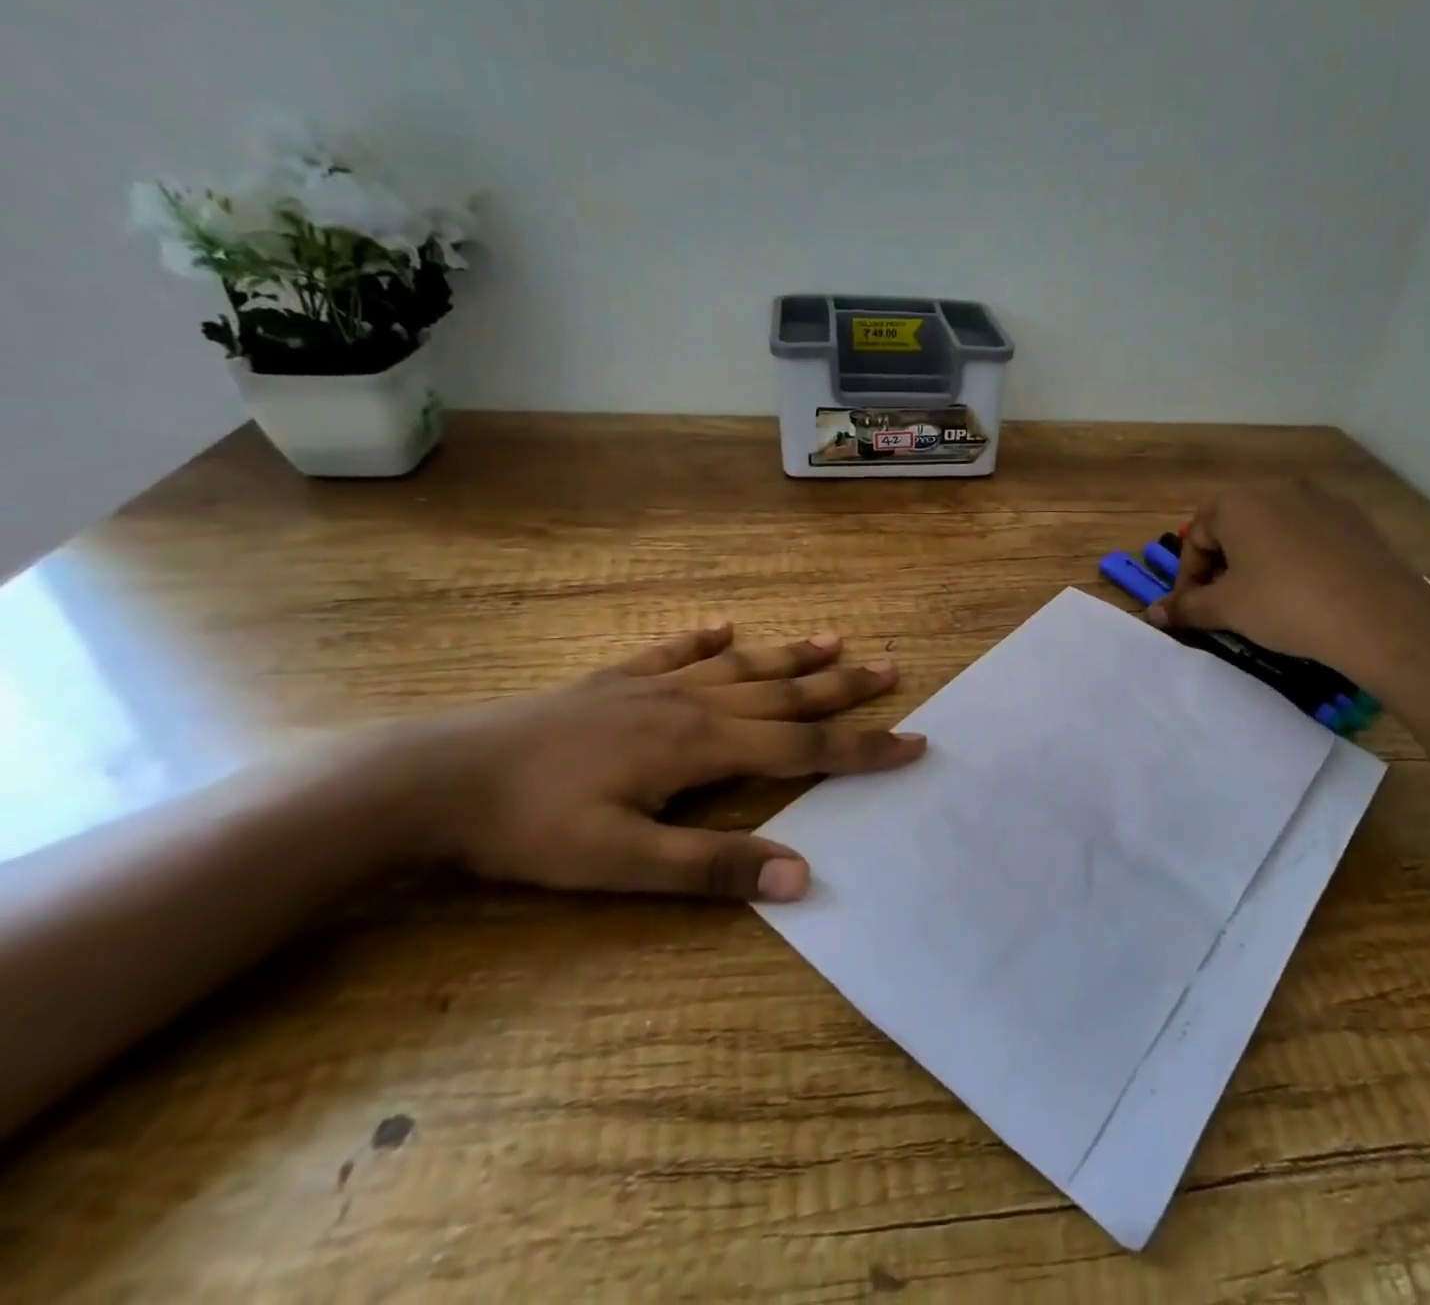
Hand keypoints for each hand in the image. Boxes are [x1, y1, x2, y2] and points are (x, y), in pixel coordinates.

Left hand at [404, 623, 923, 901]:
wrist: (442, 777)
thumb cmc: (536, 828)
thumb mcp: (625, 865)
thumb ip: (714, 868)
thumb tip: (802, 875)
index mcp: (702, 746)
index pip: (803, 748)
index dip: (862, 748)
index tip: (912, 741)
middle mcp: (691, 704)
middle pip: (784, 693)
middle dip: (843, 687)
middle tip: (892, 669)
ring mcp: (652, 684)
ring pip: (741, 666)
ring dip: (791, 655)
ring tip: (835, 640)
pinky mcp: (615, 680)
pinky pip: (674, 651)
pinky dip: (705, 639)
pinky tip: (723, 627)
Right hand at [1147, 482, 1429, 678]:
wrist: (1378, 617)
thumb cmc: (1284, 604)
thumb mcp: (1226, 609)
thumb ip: (1186, 607)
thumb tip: (1154, 614)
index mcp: (1237, 502)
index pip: (1195, 537)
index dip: (1187, 577)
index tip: (1192, 610)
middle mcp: (1276, 488)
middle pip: (1232, 527)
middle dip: (1221, 565)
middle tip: (1224, 604)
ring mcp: (1321, 499)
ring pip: (1271, 529)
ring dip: (1256, 560)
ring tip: (1263, 599)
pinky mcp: (1355, 518)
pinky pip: (1308, 535)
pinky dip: (1294, 558)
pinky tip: (1304, 591)